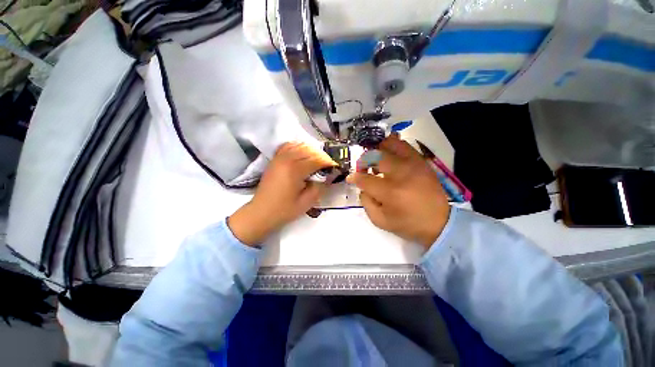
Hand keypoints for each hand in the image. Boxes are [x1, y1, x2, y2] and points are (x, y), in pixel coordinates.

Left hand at [228, 142, 335, 245]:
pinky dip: (298, 147)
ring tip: (318, 160)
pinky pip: (288, 146)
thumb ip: (320, 186)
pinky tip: (303, 154)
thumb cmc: (285, 209)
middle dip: (322, 156)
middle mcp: (287, 159)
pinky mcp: (275, 159)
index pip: (317, 160)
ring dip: (311, 151)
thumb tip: (330, 175)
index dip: (328, 162)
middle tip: (328, 165)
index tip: (336, 167)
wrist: (261, 212)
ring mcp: (279, 157)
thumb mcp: (307, 202)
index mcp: (295, 170)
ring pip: (300, 146)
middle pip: (310, 150)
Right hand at [347, 135, 450, 248]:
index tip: (351, 178)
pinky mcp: (422, 162)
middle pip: (376, 156)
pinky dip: (393, 147)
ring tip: (377, 159)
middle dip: (364, 161)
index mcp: (389, 192)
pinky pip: (405, 146)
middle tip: (365, 169)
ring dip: (379, 150)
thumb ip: (366, 202)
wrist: (440, 223)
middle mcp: (401, 173)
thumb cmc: (408, 224)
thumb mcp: (380, 221)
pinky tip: (390, 155)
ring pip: (391, 144)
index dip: (354, 177)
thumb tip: (362, 186)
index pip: (365, 179)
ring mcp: (413, 165)